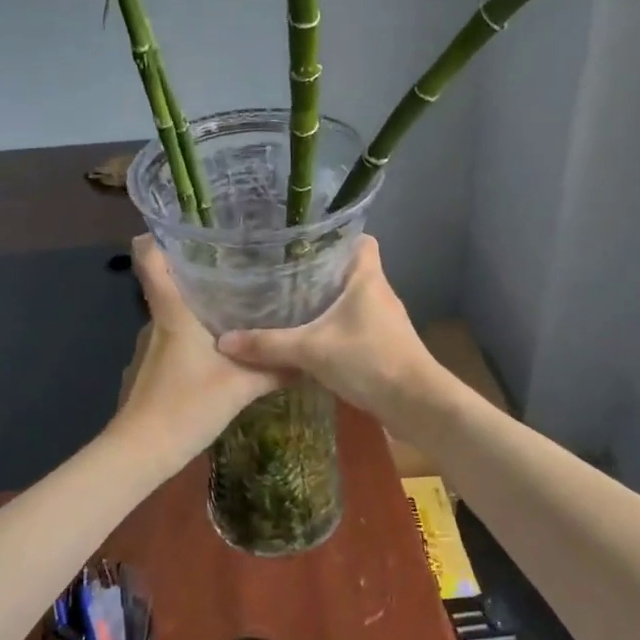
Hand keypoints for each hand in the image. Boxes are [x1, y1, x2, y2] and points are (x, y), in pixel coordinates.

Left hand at [114, 237, 280, 458]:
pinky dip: (195, 334)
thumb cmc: (186, 406)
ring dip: (199, 304)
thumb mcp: (241, 386)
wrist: (141, 451)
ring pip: (175, 312)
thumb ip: (275, 369)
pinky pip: (175, 337)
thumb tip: (310, 356)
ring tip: (239, 300)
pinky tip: (222, 345)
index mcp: (173, 312)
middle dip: (199, 269)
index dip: (157, 234)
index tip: (183, 223)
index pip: (150, 258)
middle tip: (240, 262)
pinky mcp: (151, 367)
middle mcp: (157, 321)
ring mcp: (151, 345)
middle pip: (169, 281)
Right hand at [216, 237, 449, 429]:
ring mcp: (385, 320)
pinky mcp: (385, 345)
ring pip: (352, 300)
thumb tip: (223, 341)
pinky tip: (311, 338)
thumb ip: (268, 345)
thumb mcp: (311, 350)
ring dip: (327, 302)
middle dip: (320, 271)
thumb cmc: (369, 360)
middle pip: (350, 269)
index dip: (337, 235)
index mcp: (367, 278)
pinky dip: (335, 328)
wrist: (416, 403)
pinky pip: (355, 325)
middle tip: (283, 272)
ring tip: (291, 302)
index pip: (360, 240)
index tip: (304, 241)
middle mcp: (380, 292)